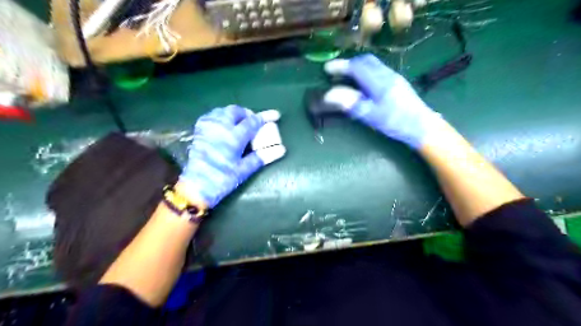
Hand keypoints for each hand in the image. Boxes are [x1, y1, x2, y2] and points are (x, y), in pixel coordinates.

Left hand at [179, 106, 285, 206]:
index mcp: (233, 137)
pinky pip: (211, 116)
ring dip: (234, 114)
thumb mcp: (243, 170)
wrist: (196, 187)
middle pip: (236, 111)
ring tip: (240, 123)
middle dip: (247, 113)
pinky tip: (224, 125)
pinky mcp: (199, 131)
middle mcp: (220, 127)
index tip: (275, 114)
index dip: (265, 117)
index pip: (252, 122)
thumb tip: (281, 150)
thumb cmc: (222, 179)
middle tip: (254, 122)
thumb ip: (261, 157)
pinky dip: (221, 116)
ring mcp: (207, 127)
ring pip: (222, 111)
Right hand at [325, 54, 442, 149]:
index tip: (327, 69)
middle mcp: (387, 74)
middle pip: (365, 60)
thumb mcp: (371, 115)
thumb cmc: (395, 122)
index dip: (340, 66)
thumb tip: (329, 95)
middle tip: (336, 72)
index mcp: (379, 82)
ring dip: (358, 66)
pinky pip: (378, 69)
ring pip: (373, 64)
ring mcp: (394, 76)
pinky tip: (363, 83)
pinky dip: (366, 71)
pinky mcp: (398, 81)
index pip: (356, 67)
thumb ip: (351, 103)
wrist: (422, 126)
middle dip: (349, 63)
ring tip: (347, 77)